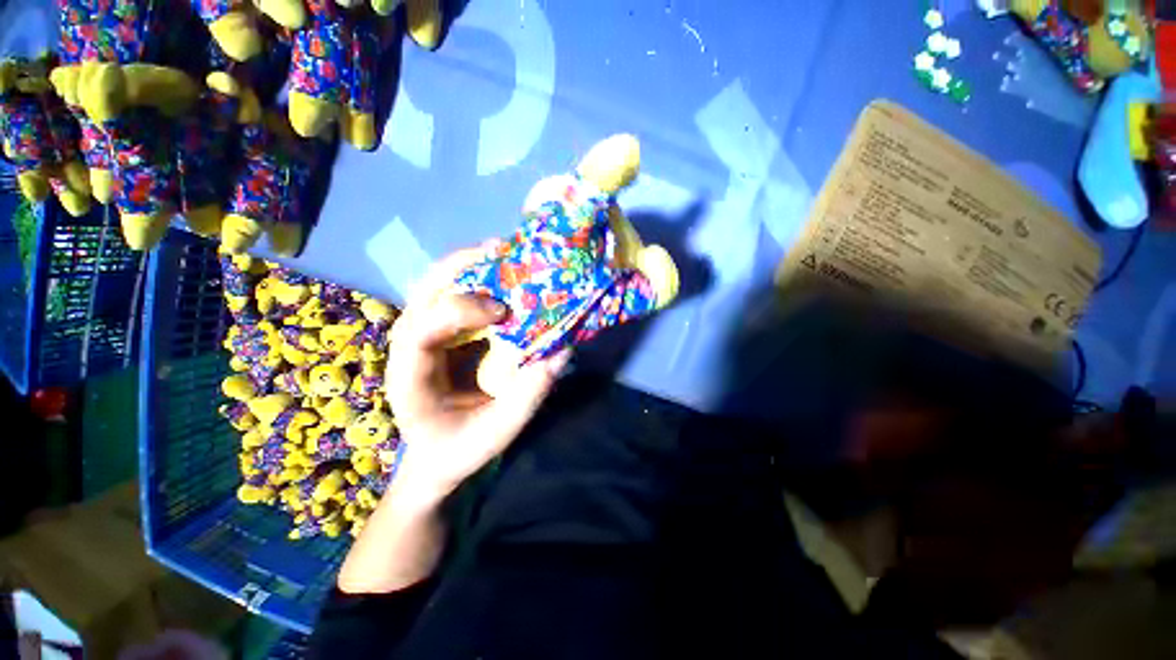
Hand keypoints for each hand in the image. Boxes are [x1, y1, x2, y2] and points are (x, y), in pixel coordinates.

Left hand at [386, 245, 570, 504]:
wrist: (437, 452)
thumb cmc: (460, 446)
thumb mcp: (496, 433)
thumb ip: (526, 398)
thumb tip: (559, 353)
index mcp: (409, 376)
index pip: (419, 331)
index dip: (459, 311)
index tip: (503, 312)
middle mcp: (409, 344)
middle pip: (423, 291)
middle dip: (461, 266)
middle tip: (501, 251)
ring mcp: (424, 331)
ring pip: (438, 283)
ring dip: (472, 264)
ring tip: (505, 251)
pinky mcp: (443, 328)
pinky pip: (456, 292)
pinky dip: (480, 276)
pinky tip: (504, 272)